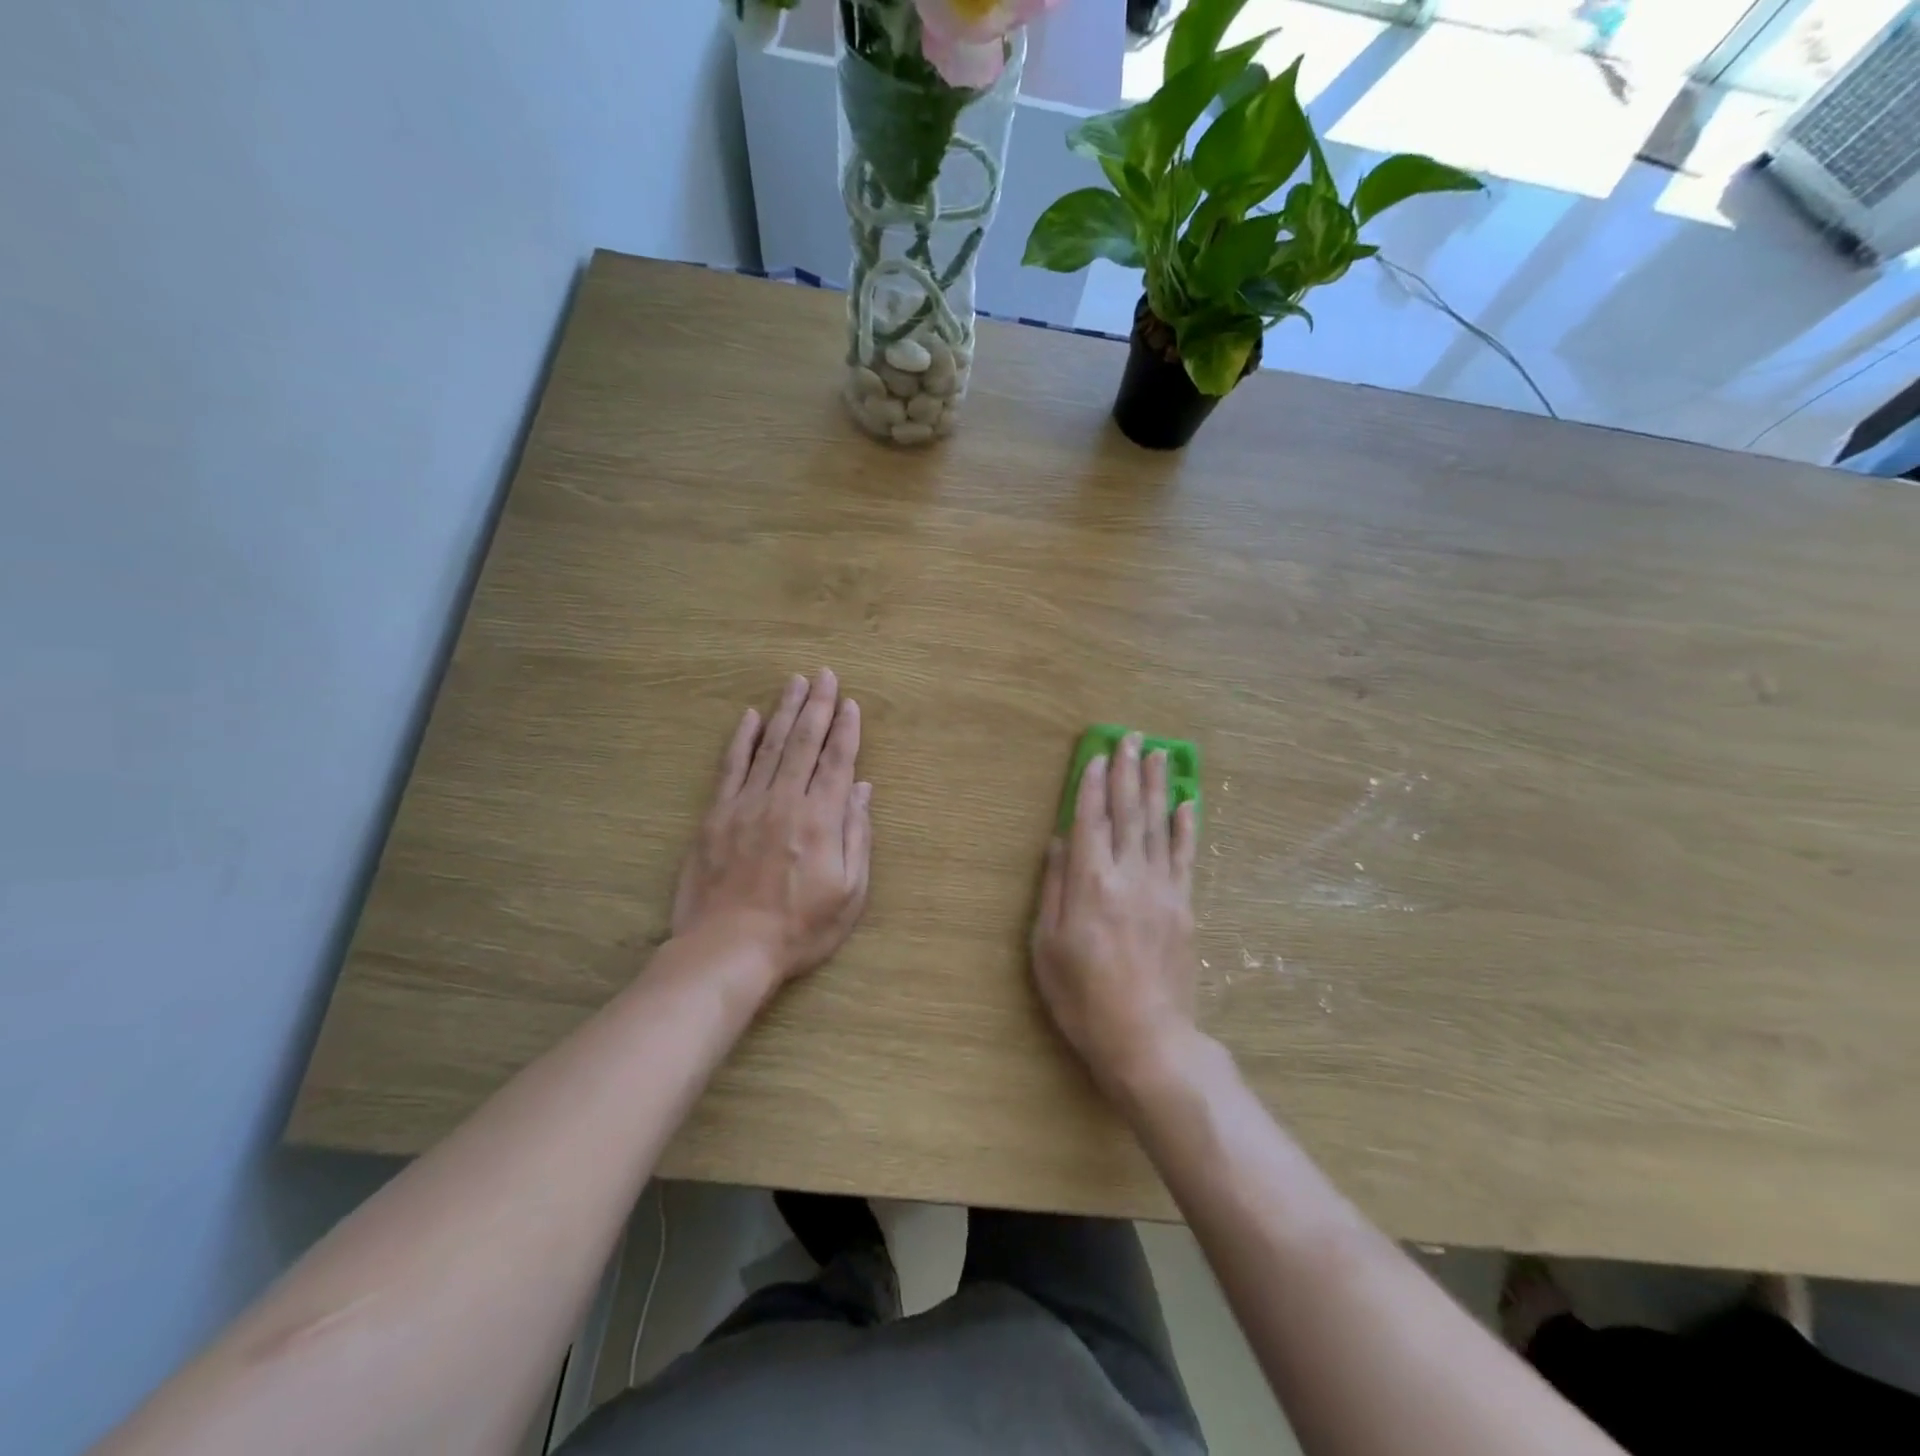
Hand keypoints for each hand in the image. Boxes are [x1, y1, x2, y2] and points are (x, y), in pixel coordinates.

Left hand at [671, 670, 872, 990]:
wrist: (727, 950)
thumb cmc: (798, 929)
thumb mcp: (848, 893)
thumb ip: (857, 836)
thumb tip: (863, 790)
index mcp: (821, 819)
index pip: (838, 762)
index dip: (846, 730)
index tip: (850, 702)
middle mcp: (785, 801)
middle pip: (804, 743)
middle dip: (817, 705)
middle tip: (824, 674)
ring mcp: (746, 805)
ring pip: (770, 746)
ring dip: (785, 711)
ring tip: (795, 682)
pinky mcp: (716, 815)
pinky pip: (731, 767)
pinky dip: (741, 740)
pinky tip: (750, 717)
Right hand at [1031, 734, 1199, 1097]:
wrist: (1147, 1039)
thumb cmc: (1083, 998)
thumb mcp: (1047, 947)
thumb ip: (1053, 888)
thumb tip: (1059, 842)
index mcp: (1090, 883)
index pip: (1090, 819)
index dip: (1091, 784)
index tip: (1096, 754)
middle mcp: (1128, 875)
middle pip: (1127, 812)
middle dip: (1127, 772)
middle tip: (1130, 738)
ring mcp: (1162, 889)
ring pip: (1158, 825)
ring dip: (1157, 786)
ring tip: (1159, 753)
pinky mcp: (1184, 907)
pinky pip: (1185, 857)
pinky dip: (1185, 827)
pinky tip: (1187, 803)